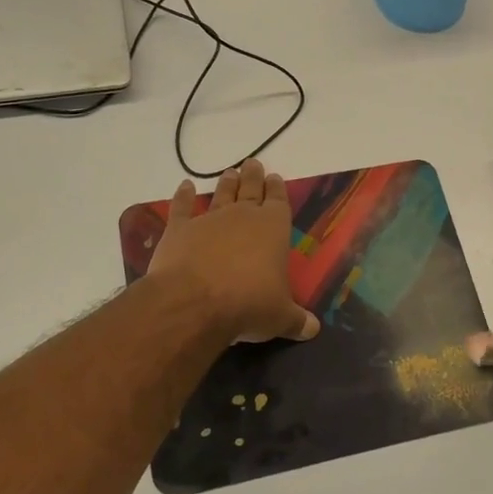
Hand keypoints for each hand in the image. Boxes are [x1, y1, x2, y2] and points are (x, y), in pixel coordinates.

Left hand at [147, 159, 318, 344]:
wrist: (194, 302)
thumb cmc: (248, 304)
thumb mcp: (280, 317)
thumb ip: (296, 320)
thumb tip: (313, 330)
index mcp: (273, 228)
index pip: (278, 202)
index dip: (277, 189)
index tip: (275, 177)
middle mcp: (243, 216)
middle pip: (250, 190)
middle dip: (253, 177)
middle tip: (253, 164)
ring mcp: (209, 220)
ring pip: (220, 195)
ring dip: (226, 183)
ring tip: (230, 172)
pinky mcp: (179, 229)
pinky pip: (181, 207)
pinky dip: (183, 196)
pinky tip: (184, 186)